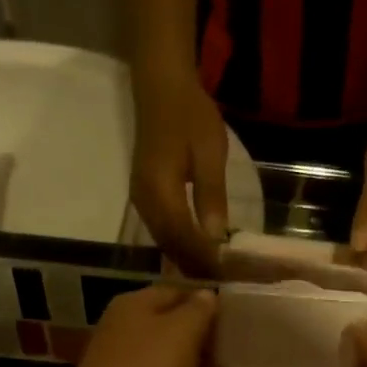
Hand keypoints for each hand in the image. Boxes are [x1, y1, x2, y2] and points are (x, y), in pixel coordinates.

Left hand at [72, 284, 217, 366]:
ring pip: (160, 353)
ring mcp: (116, 355)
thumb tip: (207, 295)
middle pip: (167, 324)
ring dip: (185, 363)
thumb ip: (199, 310)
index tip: (228, 325)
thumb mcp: (184, 331)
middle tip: (224, 355)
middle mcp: (121, 323)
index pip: (177, 292)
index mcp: (135, 302)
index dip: (204, 305)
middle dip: (196, 338)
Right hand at [130, 70, 229, 277]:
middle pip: (169, 245)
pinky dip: (179, 244)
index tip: (227, 274)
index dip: (204, 258)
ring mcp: (140, 199)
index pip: (183, 237)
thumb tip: (216, 237)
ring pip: (163, 240)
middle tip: (223, 280)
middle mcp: (144, 201)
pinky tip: (197, 250)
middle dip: (195, 264)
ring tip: (213, 271)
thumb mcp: (210, 154)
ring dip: (187, 257)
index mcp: (159, 191)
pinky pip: (161, 229)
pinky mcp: (144, 195)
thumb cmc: (190, 114)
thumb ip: (211, 197)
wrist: (161, 85)